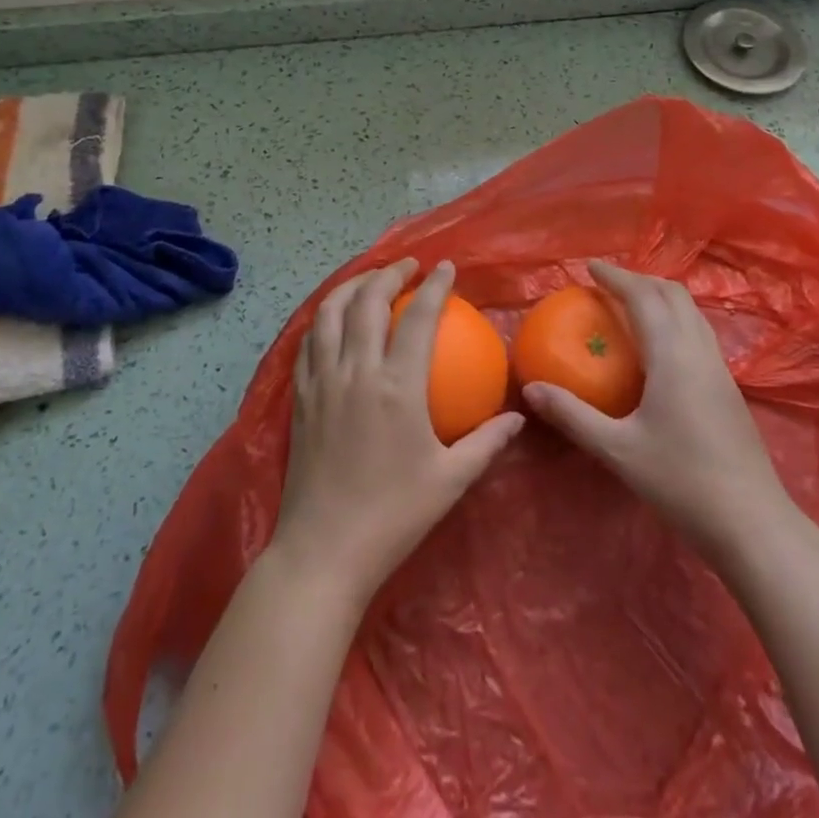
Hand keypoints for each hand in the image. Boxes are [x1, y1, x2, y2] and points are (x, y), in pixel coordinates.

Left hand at [271, 258, 523, 608]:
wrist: (324, 551)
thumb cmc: (393, 515)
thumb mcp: (451, 480)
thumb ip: (487, 443)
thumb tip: (519, 418)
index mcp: (397, 386)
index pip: (418, 317)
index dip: (434, 285)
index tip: (445, 267)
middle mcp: (356, 371)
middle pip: (368, 301)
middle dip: (389, 273)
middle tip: (408, 266)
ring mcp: (322, 382)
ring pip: (330, 313)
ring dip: (351, 286)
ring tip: (370, 279)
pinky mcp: (300, 397)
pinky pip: (308, 342)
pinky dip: (324, 318)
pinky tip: (334, 320)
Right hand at [522, 261, 791, 563]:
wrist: (753, 523)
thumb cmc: (681, 482)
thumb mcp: (618, 450)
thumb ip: (573, 415)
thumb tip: (531, 389)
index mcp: (673, 354)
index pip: (643, 296)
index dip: (616, 277)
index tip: (590, 268)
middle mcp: (699, 350)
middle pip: (673, 294)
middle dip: (639, 280)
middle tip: (607, 285)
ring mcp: (720, 368)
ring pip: (691, 312)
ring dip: (661, 297)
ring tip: (631, 306)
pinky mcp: (729, 387)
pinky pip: (699, 332)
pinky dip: (675, 319)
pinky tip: (660, 347)